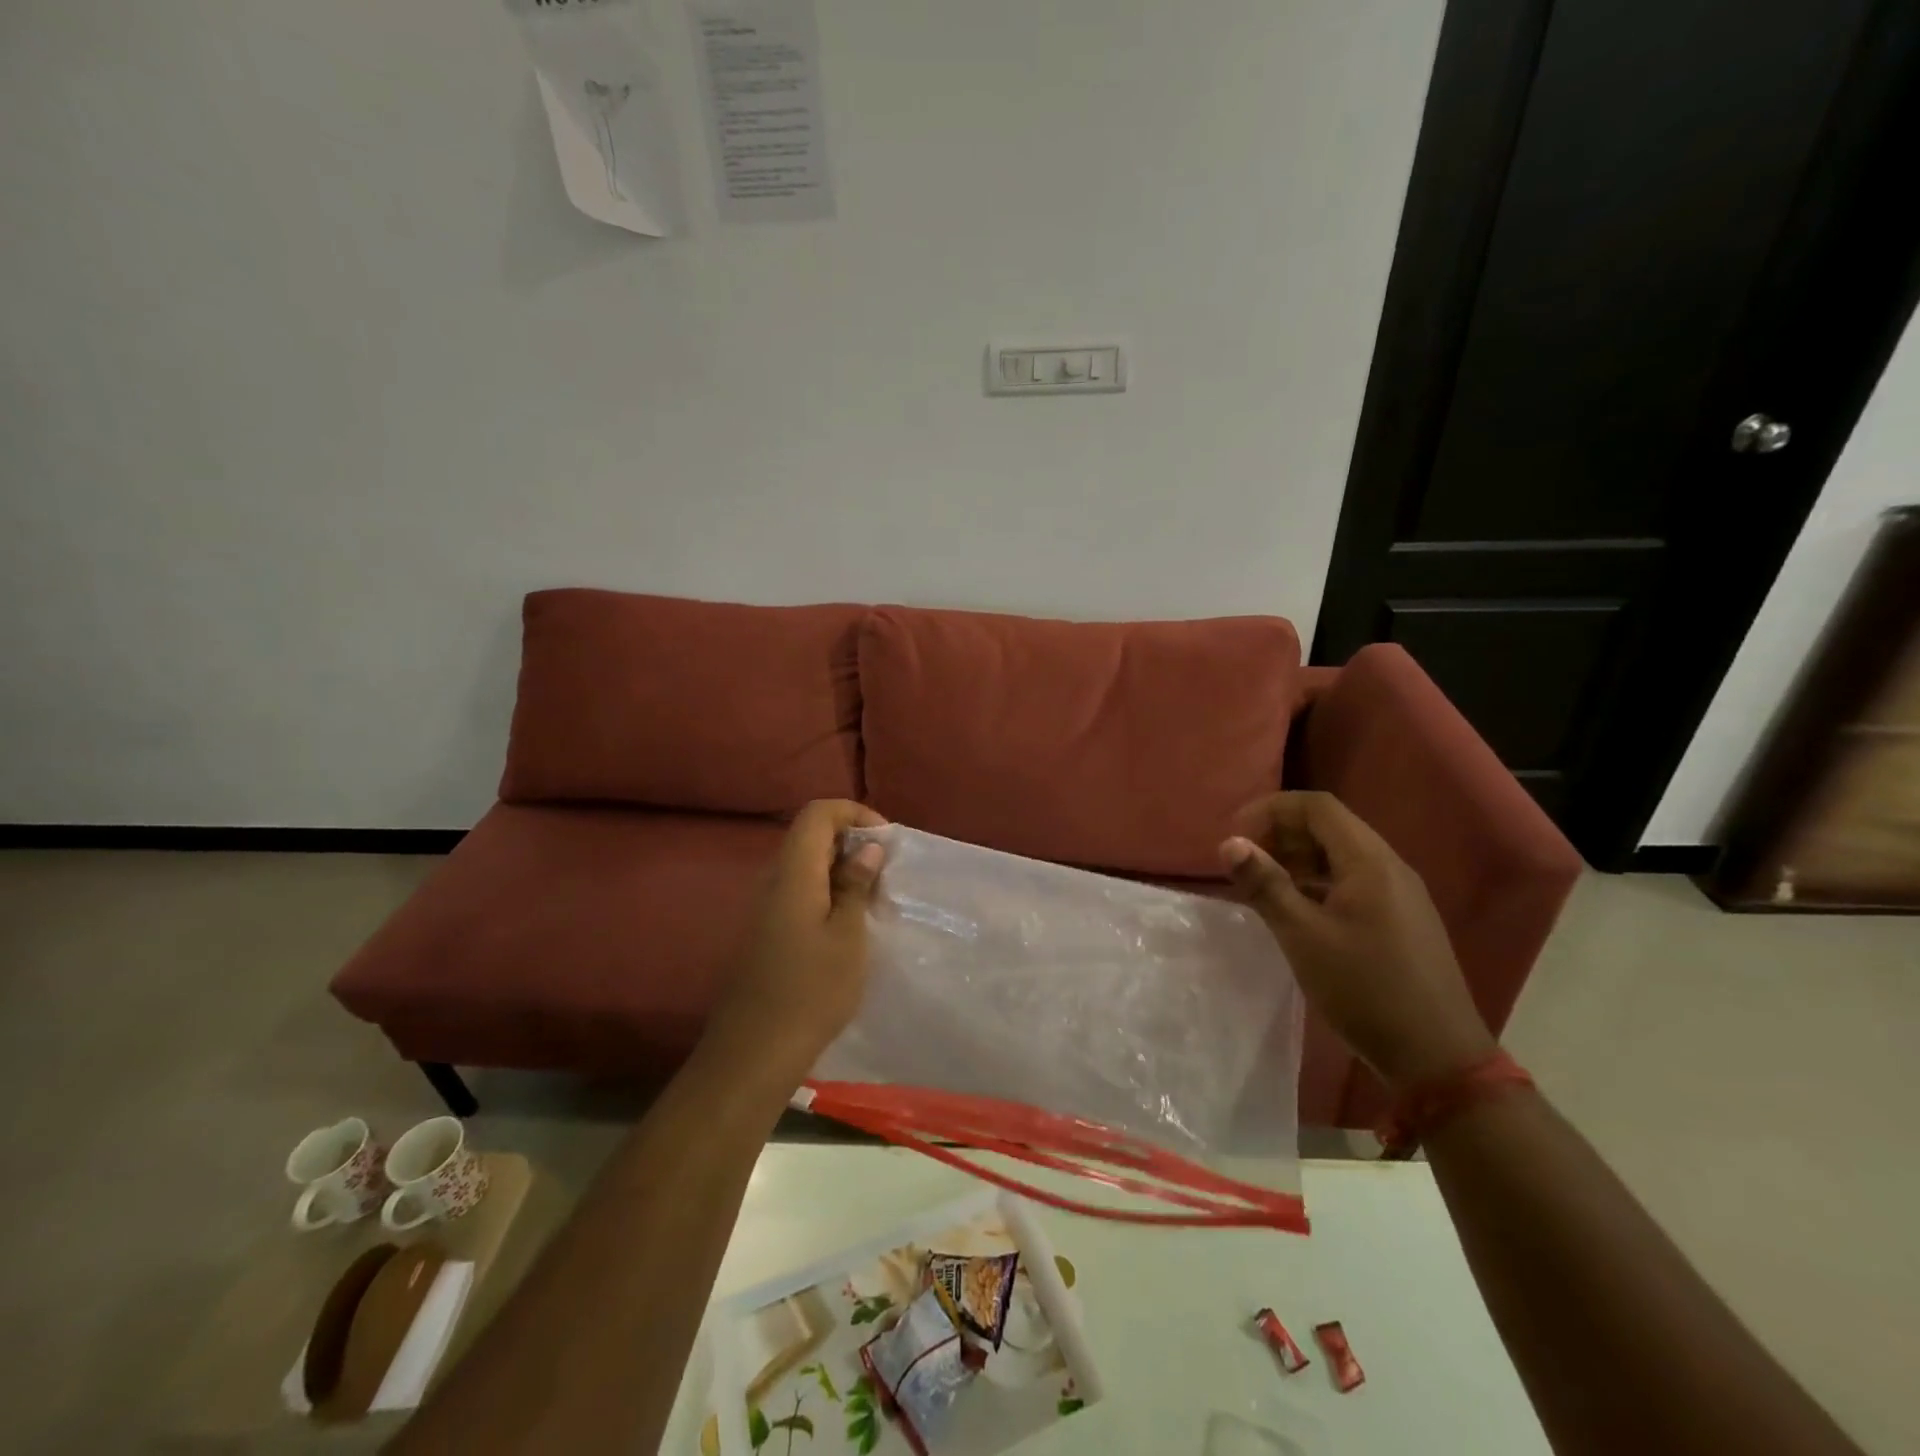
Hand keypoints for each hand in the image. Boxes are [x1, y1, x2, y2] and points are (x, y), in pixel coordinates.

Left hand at [708, 800, 886, 1080]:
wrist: (753, 1052)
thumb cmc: (810, 991)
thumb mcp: (848, 936)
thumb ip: (856, 885)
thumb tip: (868, 848)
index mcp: (793, 872)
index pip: (817, 813)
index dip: (854, 813)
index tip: (886, 841)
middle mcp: (773, 879)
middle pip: (810, 835)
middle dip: (852, 841)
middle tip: (886, 871)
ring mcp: (764, 906)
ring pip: (805, 865)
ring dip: (841, 869)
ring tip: (873, 898)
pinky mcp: (764, 930)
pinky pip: (797, 891)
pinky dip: (826, 892)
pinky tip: (847, 924)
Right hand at [1219, 791, 1494, 1089]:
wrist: (1437, 1056)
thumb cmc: (1364, 989)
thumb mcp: (1303, 936)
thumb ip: (1265, 884)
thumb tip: (1229, 843)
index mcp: (1370, 862)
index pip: (1317, 806)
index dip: (1271, 809)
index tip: (1235, 834)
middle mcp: (1389, 867)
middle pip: (1330, 826)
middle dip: (1282, 833)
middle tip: (1245, 861)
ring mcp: (1400, 894)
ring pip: (1341, 855)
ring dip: (1298, 859)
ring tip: (1263, 884)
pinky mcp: (1401, 920)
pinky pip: (1353, 881)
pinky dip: (1317, 882)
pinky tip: (1296, 911)